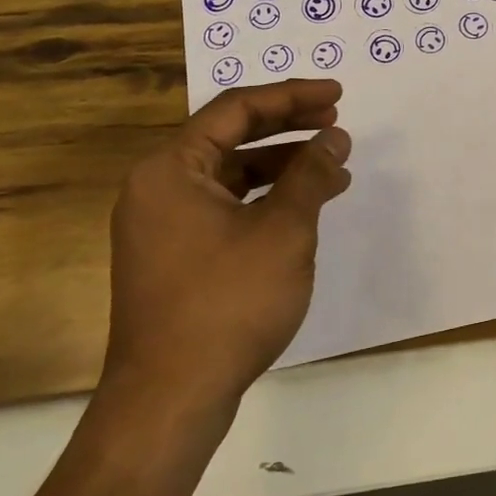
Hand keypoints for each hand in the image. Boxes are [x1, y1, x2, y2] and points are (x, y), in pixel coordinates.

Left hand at [104, 79, 352, 415]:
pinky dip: (265, 200)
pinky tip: (302, 209)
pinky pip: (224, 208)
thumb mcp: (283, 231)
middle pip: (229, 137)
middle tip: (336, 123)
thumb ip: (310, 175)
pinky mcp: (174, 257)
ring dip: (282, 167)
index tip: (337, 96)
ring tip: (333, 169)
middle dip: (288, 128)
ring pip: (230, 176)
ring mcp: (162, 226)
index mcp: (171, 169)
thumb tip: (334, 138)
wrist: (171, 399)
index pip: (236, 109)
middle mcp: (158, 188)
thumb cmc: (228, 302)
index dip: (292, 97)